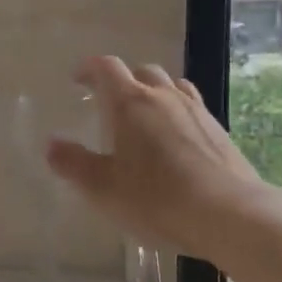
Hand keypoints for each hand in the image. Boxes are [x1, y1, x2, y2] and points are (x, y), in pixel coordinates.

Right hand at [46, 56, 267, 253]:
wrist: (230, 214)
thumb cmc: (157, 199)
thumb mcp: (104, 188)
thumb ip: (74, 164)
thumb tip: (51, 144)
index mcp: (131, 102)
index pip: (107, 67)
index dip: (90, 68)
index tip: (78, 79)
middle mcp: (164, 96)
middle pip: (142, 71)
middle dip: (123, 80)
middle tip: (110, 102)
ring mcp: (196, 110)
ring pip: (171, 86)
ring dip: (154, 92)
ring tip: (145, 116)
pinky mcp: (219, 130)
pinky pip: (192, 107)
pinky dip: (177, 112)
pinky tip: (176, 140)